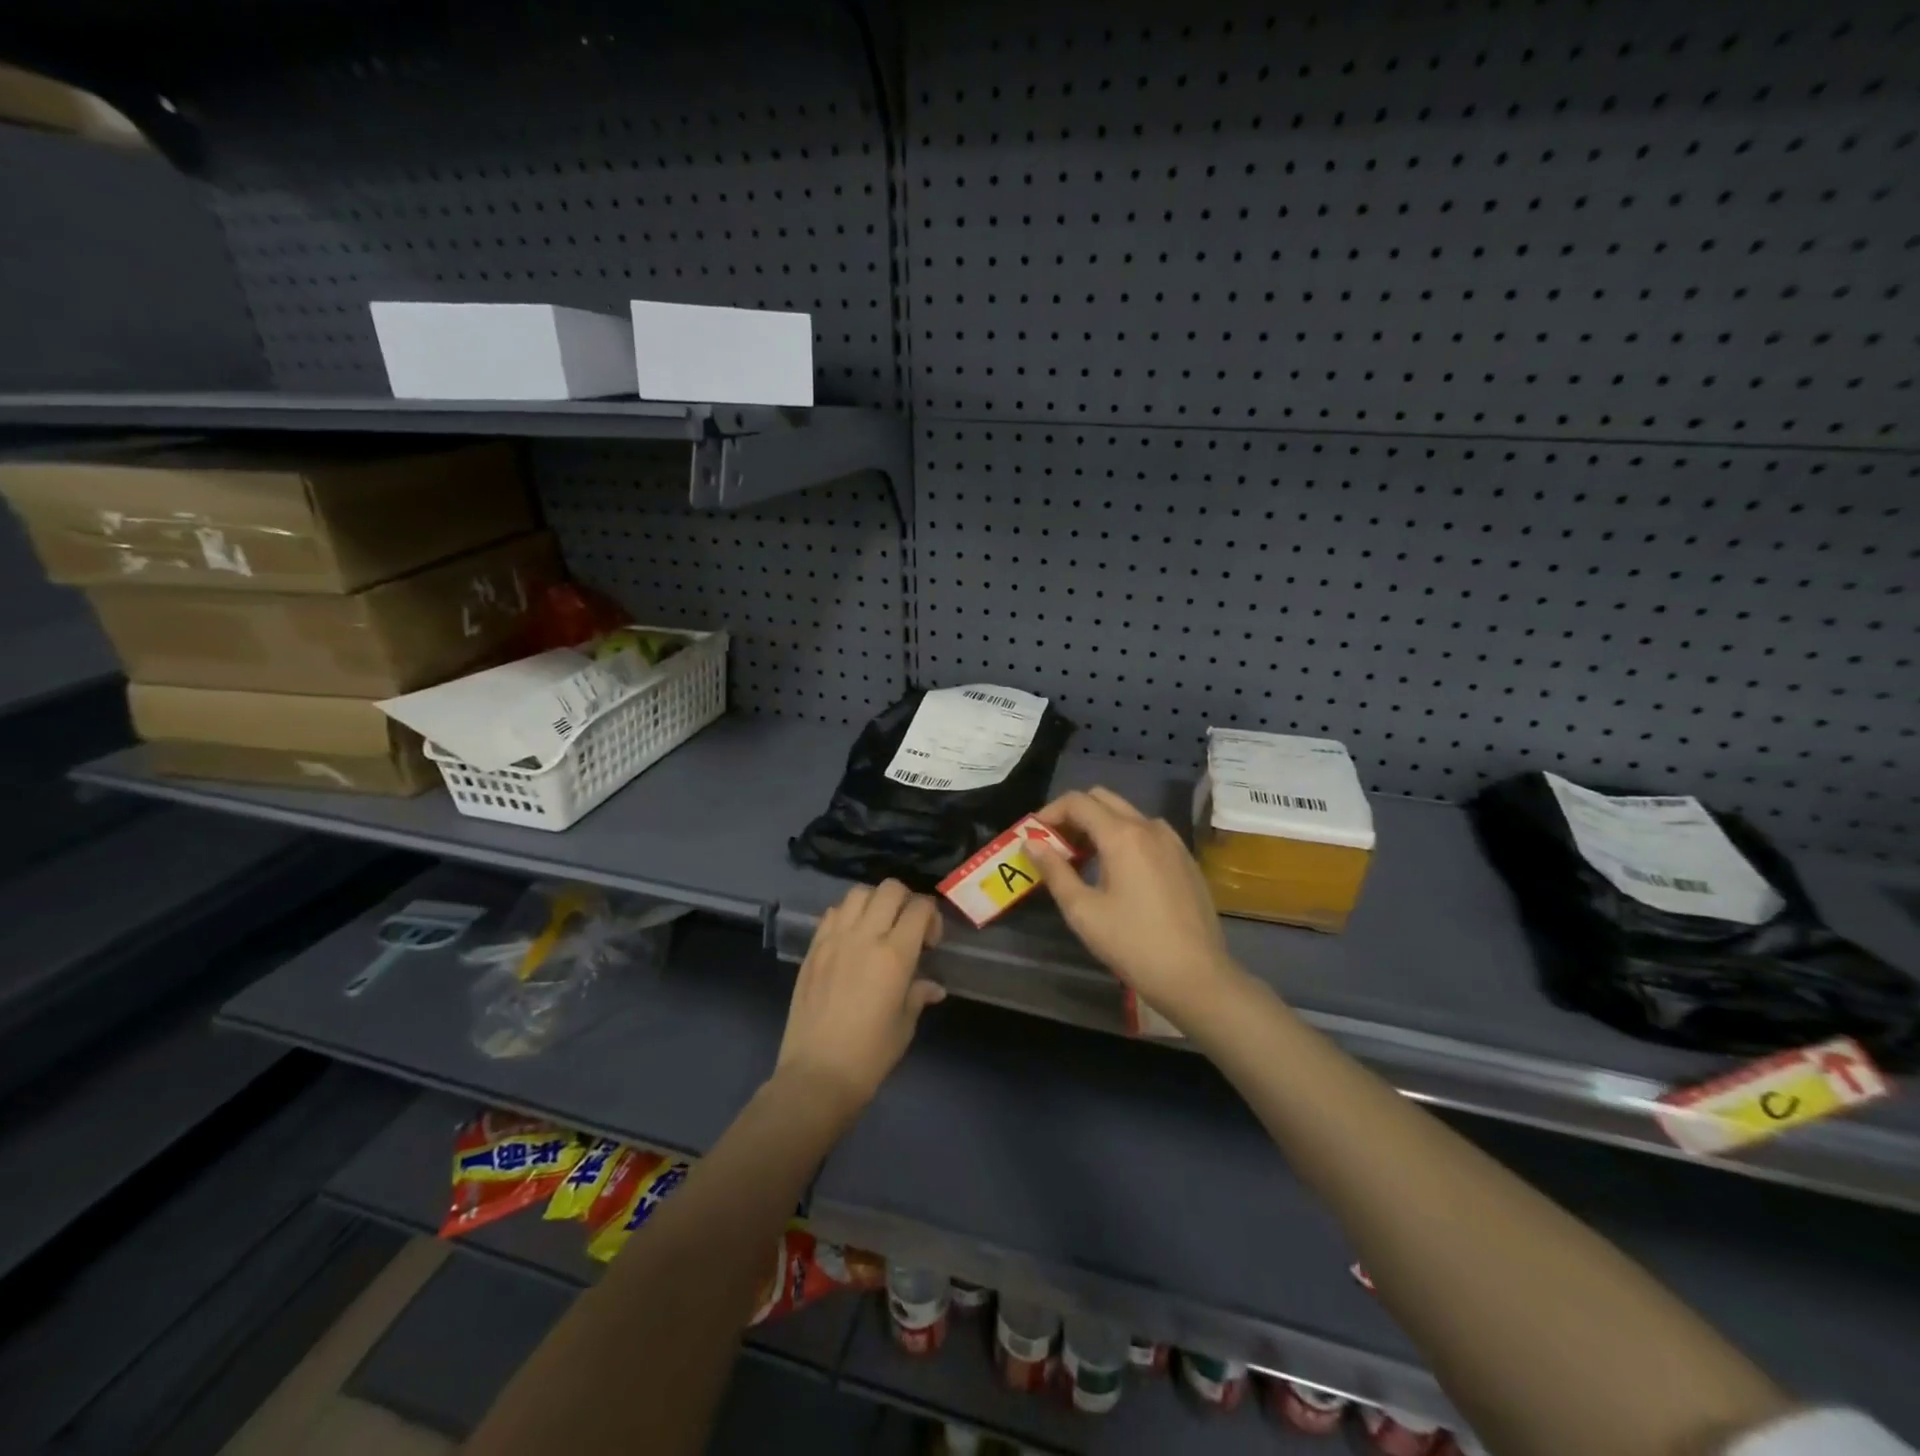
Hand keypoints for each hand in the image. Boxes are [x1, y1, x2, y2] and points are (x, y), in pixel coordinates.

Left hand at [775, 880, 945, 1124]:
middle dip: (906, 900)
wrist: (816, 1076)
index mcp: (894, 955)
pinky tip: (851, 939)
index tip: (930, 942)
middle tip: (907, 928)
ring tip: (878, 928)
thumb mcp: (905, 1025)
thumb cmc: (869, 1055)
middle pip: (890, 889)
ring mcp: (834, 940)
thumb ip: (918, 995)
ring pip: (858, 893)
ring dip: (875, 902)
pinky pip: (832, 913)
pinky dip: (847, 915)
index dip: (932, 917)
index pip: (920, 908)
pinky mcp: (813, 949)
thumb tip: (932, 986)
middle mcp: (864, 937)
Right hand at [1027, 787, 1246, 1030]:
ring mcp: (1172, 841)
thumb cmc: (1133, 944)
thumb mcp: (1083, 911)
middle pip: (1103, 799)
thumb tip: (1032, 843)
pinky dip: (1124, 838)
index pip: (1077, 802)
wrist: (1197, 976)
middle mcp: (1149, 827)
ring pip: (1127, 814)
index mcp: (1122, 835)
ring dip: (1099, 825)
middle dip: (1074, 815)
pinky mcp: (1185, 859)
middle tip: (1056, 847)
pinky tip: (1117, 873)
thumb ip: (1054, 871)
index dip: (1049, 813)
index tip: (1034, 836)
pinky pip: (1147, 833)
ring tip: (1084, 862)